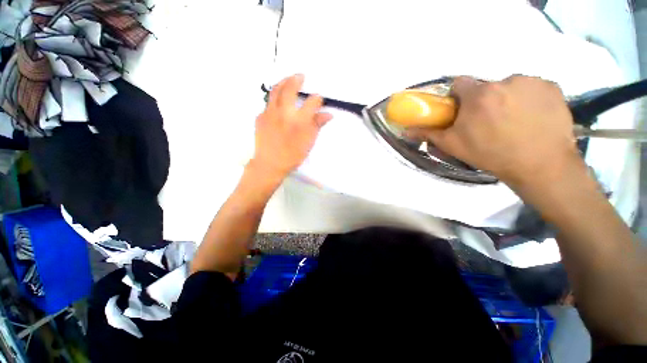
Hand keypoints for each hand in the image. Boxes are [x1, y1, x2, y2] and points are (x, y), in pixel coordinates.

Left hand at [249, 74, 331, 179]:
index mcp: (299, 121)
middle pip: (290, 88)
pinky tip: (278, 104)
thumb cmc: (292, 155)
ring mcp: (270, 113)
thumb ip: (317, 125)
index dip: (317, 99)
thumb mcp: (308, 142)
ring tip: (288, 80)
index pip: (312, 102)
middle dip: (296, 79)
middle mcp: (284, 113)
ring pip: (275, 91)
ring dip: (283, 82)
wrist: (269, 164)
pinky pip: (268, 104)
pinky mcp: (260, 117)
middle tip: (300, 76)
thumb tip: (328, 114)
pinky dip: (274, 99)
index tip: (319, 99)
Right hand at [407, 75, 580, 187]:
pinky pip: (533, 88)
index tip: (462, 111)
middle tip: (488, 122)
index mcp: (478, 95)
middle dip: (483, 101)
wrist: (540, 165)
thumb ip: (429, 134)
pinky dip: (530, 99)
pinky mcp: (552, 87)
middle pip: (486, 87)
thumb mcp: (453, 145)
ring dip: (507, 99)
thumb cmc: (490, 154)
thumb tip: (405, 131)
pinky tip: (532, 118)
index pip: (460, 84)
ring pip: (510, 86)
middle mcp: (504, 81)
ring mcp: (531, 81)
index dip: (458, 97)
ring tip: (513, 122)